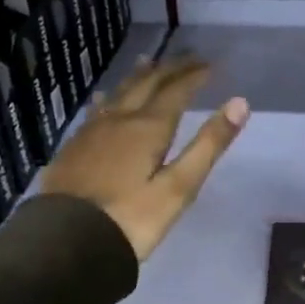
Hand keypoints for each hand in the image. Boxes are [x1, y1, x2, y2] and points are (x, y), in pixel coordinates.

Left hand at [40, 56, 248, 260]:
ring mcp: (91, 132)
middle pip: (146, 84)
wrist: (65, 244)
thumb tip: (239, 103)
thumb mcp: (179, 187)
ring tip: (148, 63)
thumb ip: (208, 144)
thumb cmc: (131, 219)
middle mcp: (119, 120)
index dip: (194, 75)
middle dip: (170, 69)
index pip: (175, 90)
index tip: (210, 65)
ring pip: (119, 93)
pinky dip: (112, 97)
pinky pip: (98, 109)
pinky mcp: (73, 148)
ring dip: (139, 77)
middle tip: (188, 59)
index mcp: (148, 127)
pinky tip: (106, 101)